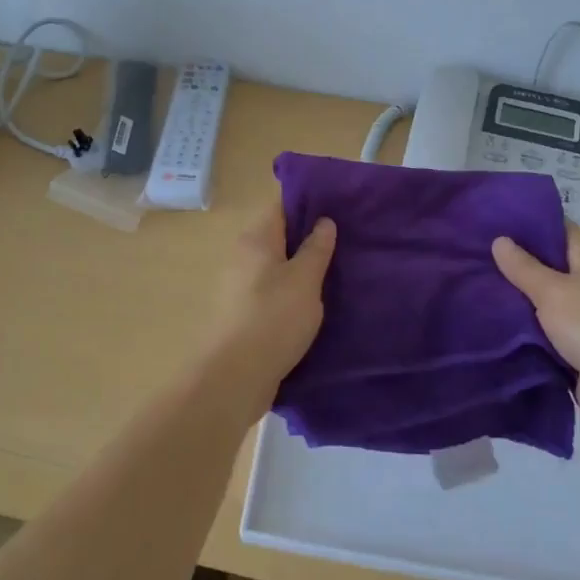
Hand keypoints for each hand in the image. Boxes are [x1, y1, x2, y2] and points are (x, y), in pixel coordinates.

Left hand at [204, 202, 336, 413]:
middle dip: (307, 237)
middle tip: (344, 241)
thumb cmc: (273, 318)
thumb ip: (316, 248)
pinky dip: (290, 292)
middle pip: (278, 236)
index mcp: (256, 239)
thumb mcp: (305, 280)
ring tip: (335, 272)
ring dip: (300, 268)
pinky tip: (313, 303)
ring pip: (276, 266)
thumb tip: (323, 221)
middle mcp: (242, 256)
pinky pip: (271, 291)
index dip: (308, 203)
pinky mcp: (242, 314)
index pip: (281, 206)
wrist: (234, 376)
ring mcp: (239, 286)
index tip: (338, 207)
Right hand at [492, 226, 579, 434]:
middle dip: (515, 266)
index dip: (524, 226)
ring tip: (475, 291)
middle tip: (472, 259)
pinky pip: (550, 332)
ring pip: (546, 301)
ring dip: (519, 301)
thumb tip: (499, 239)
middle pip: (549, 266)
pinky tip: (496, 327)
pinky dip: (529, 331)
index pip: (555, 229)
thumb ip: (523, 267)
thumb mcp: (552, 291)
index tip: (488, 225)